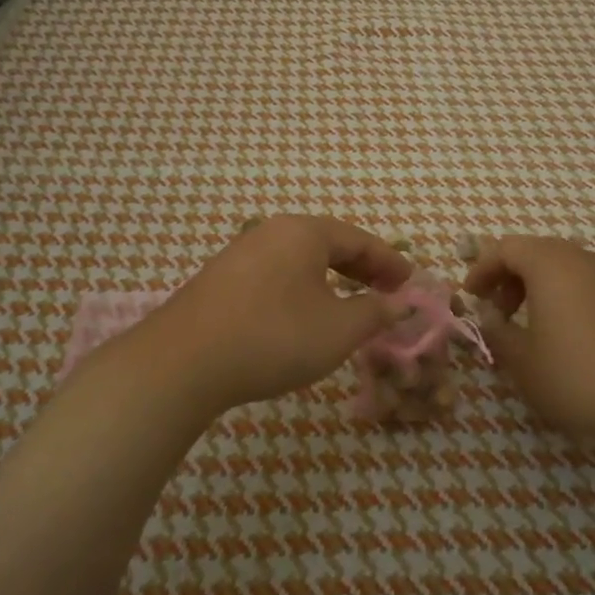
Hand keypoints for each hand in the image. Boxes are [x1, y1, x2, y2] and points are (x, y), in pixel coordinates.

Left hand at [139, 216, 412, 413]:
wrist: (184, 362)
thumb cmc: (273, 337)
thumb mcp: (338, 330)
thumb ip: (375, 313)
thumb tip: (401, 304)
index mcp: (303, 232)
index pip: (359, 239)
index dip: (390, 262)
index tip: (411, 284)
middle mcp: (270, 232)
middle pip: (328, 244)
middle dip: (361, 269)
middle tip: (386, 293)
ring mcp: (240, 253)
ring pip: (299, 260)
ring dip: (330, 280)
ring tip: (348, 304)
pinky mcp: (219, 279)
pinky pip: (275, 275)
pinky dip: (301, 289)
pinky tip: (302, 315)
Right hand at [463, 235, 594, 454]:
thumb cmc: (577, 376)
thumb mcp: (522, 361)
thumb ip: (496, 332)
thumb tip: (488, 318)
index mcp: (551, 264)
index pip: (506, 248)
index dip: (481, 269)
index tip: (470, 298)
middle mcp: (583, 259)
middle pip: (536, 252)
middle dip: (509, 277)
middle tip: (496, 312)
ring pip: (564, 267)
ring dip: (537, 287)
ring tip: (529, 326)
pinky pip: (588, 284)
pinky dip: (565, 297)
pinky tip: (566, 336)